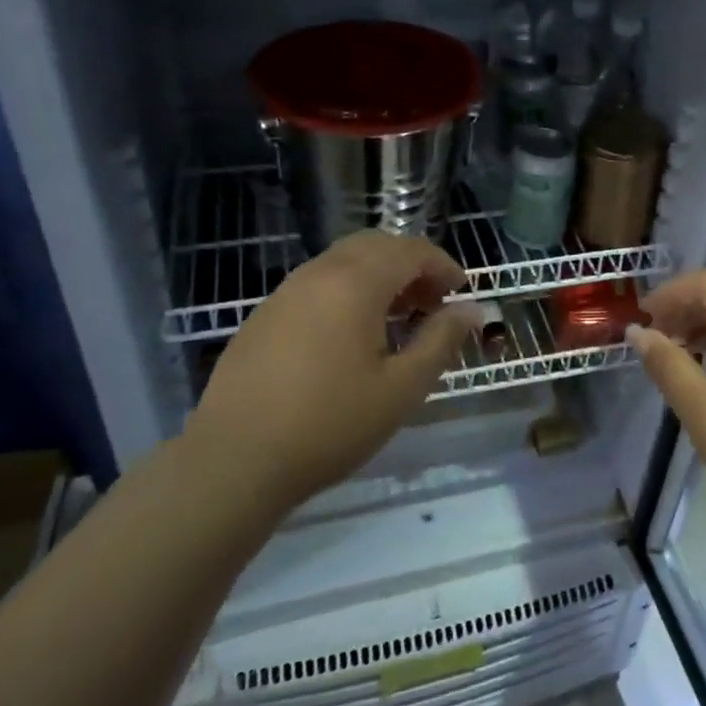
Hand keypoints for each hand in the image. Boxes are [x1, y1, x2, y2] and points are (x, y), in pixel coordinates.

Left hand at [184, 231, 479, 518]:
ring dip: (378, 277)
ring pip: (344, 262)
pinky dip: (347, 291)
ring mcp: (286, 291)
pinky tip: (350, 336)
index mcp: (355, 283)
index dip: (443, 265)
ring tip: (396, 320)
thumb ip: (440, 342)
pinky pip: (318, 283)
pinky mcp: (265, 314)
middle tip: (431, 303)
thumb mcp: (400, 389)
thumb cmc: (329, 425)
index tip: (460, 294)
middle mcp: (319, 273)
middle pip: (376, 246)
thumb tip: (471, 310)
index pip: (410, 250)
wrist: (234, 460)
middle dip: (411, 265)